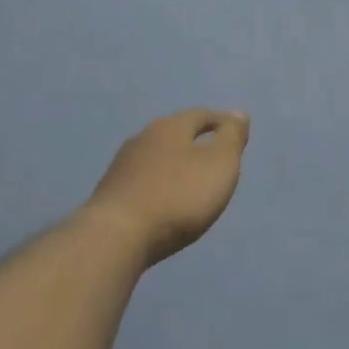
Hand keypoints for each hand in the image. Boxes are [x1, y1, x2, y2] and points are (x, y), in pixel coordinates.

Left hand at [86, 109, 250, 267]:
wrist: (117, 236)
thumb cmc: (179, 196)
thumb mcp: (219, 164)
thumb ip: (231, 137)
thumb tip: (238, 113)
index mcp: (171, 127)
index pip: (201, 115)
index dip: (222, 122)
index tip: (237, 133)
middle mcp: (143, 138)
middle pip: (175, 133)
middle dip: (195, 140)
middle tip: (214, 155)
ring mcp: (122, 165)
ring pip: (156, 156)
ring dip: (174, 163)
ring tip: (190, 179)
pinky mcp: (110, 192)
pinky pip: (142, 180)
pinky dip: (158, 183)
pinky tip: (164, 199)